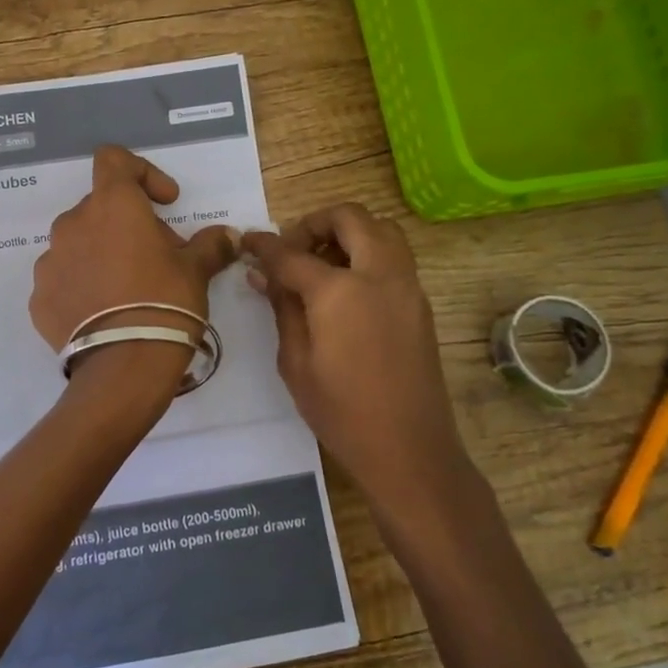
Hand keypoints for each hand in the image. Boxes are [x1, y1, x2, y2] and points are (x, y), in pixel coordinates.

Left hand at [31, 146, 239, 390]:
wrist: (122, 367)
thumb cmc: (164, 303)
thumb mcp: (196, 271)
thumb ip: (211, 245)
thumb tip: (229, 235)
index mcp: (112, 205)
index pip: (114, 160)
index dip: (142, 172)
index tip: (164, 202)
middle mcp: (73, 224)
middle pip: (100, 207)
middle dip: (128, 224)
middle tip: (157, 257)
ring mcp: (50, 261)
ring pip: (79, 243)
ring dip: (102, 254)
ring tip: (127, 289)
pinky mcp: (39, 297)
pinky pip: (63, 279)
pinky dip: (82, 286)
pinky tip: (104, 313)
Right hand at [244, 205, 466, 507]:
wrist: (408, 448)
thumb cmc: (341, 411)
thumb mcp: (296, 361)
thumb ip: (282, 308)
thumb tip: (263, 274)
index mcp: (340, 291)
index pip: (293, 253)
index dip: (265, 245)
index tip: (247, 242)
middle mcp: (379, 275)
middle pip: (351, 218)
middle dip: (316, 222)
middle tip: (293, 248)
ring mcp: (407, 287)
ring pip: (381, 230)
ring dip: (349, 233)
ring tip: (320, 264)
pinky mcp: (420, 303)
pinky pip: (394, 257)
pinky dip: (367, 254)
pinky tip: (344, 289)